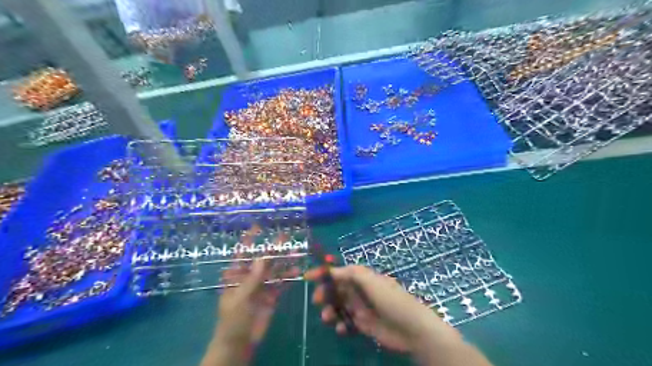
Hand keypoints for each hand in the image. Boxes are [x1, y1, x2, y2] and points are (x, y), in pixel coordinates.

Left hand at [201, 227, 300, 363]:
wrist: (239, 343)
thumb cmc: (233, 319)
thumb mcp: (240, 297)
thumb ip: (253, 277)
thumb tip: (264, 256)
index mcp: (237, 275)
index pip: (243, 253)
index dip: (250, 240)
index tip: (258, 226)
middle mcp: (250, 277)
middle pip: (263, 259)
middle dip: (273, 248)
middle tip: (285, 236)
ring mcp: (262, 286)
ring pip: (275, 270)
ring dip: (284, 261)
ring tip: (296, 251)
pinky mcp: (272, 296)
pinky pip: (281, 283)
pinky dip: (289, 277)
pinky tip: (298, 271)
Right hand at [306, 265, 457, 352]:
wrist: (411, 329)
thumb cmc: (391, 300)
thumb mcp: (372, 281)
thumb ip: (352, 273)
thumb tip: (332, 269)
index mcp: (363, 278)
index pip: (340, 272)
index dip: (324, 273)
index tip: (307, 276)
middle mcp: (360, 291)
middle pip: (336, 289)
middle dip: (324, 293)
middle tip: (316, 300)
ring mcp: (361, 308)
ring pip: (338, 306)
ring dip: (329, 310)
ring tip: (327, 318)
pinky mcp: (363, 324)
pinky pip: (346, 322)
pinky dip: (340, 324)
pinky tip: (341, 329)